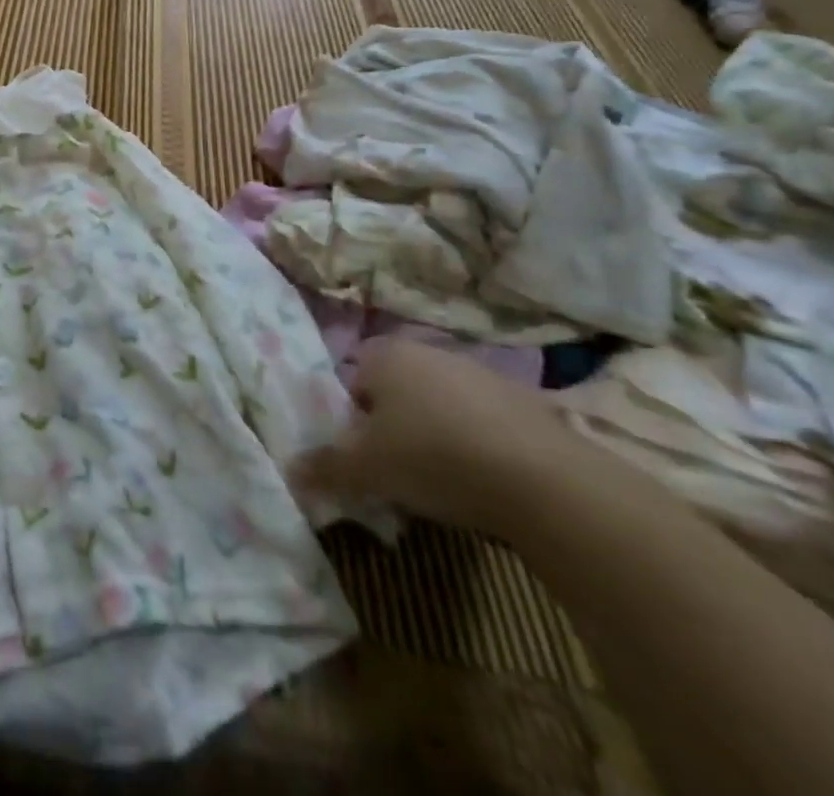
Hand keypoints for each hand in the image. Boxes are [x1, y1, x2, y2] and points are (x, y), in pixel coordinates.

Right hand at [291, 339, 582, 538]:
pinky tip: (486, 481)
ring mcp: (479, 372)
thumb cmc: (433, 457)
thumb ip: (325, 467)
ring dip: (437, 434)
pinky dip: (478, 444)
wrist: (543, 480)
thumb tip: (290, 471)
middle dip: (393, 426)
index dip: (351, 418)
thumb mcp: (367, 469)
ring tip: (444, 483)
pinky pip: (483, 421)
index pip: (351, 379)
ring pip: (440, 404)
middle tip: (397, 471)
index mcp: (384, 353)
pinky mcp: (524, 401)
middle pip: (396, 390)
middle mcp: (428, 350)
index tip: (362, 455)